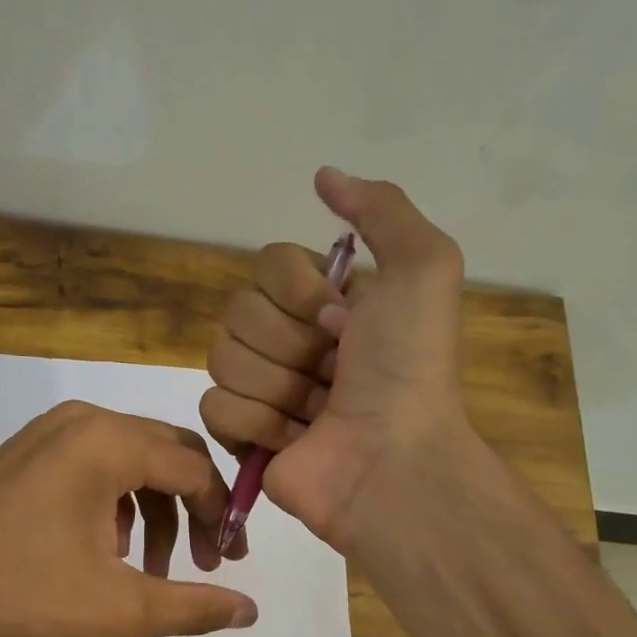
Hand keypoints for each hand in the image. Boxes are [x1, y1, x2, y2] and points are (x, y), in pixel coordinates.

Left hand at [0, 401, 256, 636]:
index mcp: (108, 443)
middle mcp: (83, 420)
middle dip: (193, 509)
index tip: (229, 563)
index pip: (195, 469)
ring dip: (154, 512)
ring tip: (150, 570)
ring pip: (131, 461)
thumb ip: (192, 606)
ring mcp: (49, 432)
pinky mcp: (26, 451)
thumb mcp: (117, 608)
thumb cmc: (18, 595)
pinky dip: (116, 505)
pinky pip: (95, 466)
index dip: (223, 516)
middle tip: (205, 562)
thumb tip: (250, 610)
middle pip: (168, 455)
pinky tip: (105, 553)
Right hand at [201, 168, 473, 553]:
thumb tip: (323, 176)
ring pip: (221, 358)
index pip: (267, 265)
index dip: (299, 292)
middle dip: (291, 345)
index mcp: (323, 302)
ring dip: (278, 387)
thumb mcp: (423, 268)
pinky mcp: (240, 437)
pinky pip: (213, 406)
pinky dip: (255, 424)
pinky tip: (292, 440)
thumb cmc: (407, 369)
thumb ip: (380, 209)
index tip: (342, 322)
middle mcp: (288, 340)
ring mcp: (261, 389)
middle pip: (237, 312)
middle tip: (333, 373)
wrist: (392, 460)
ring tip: (317, 413)